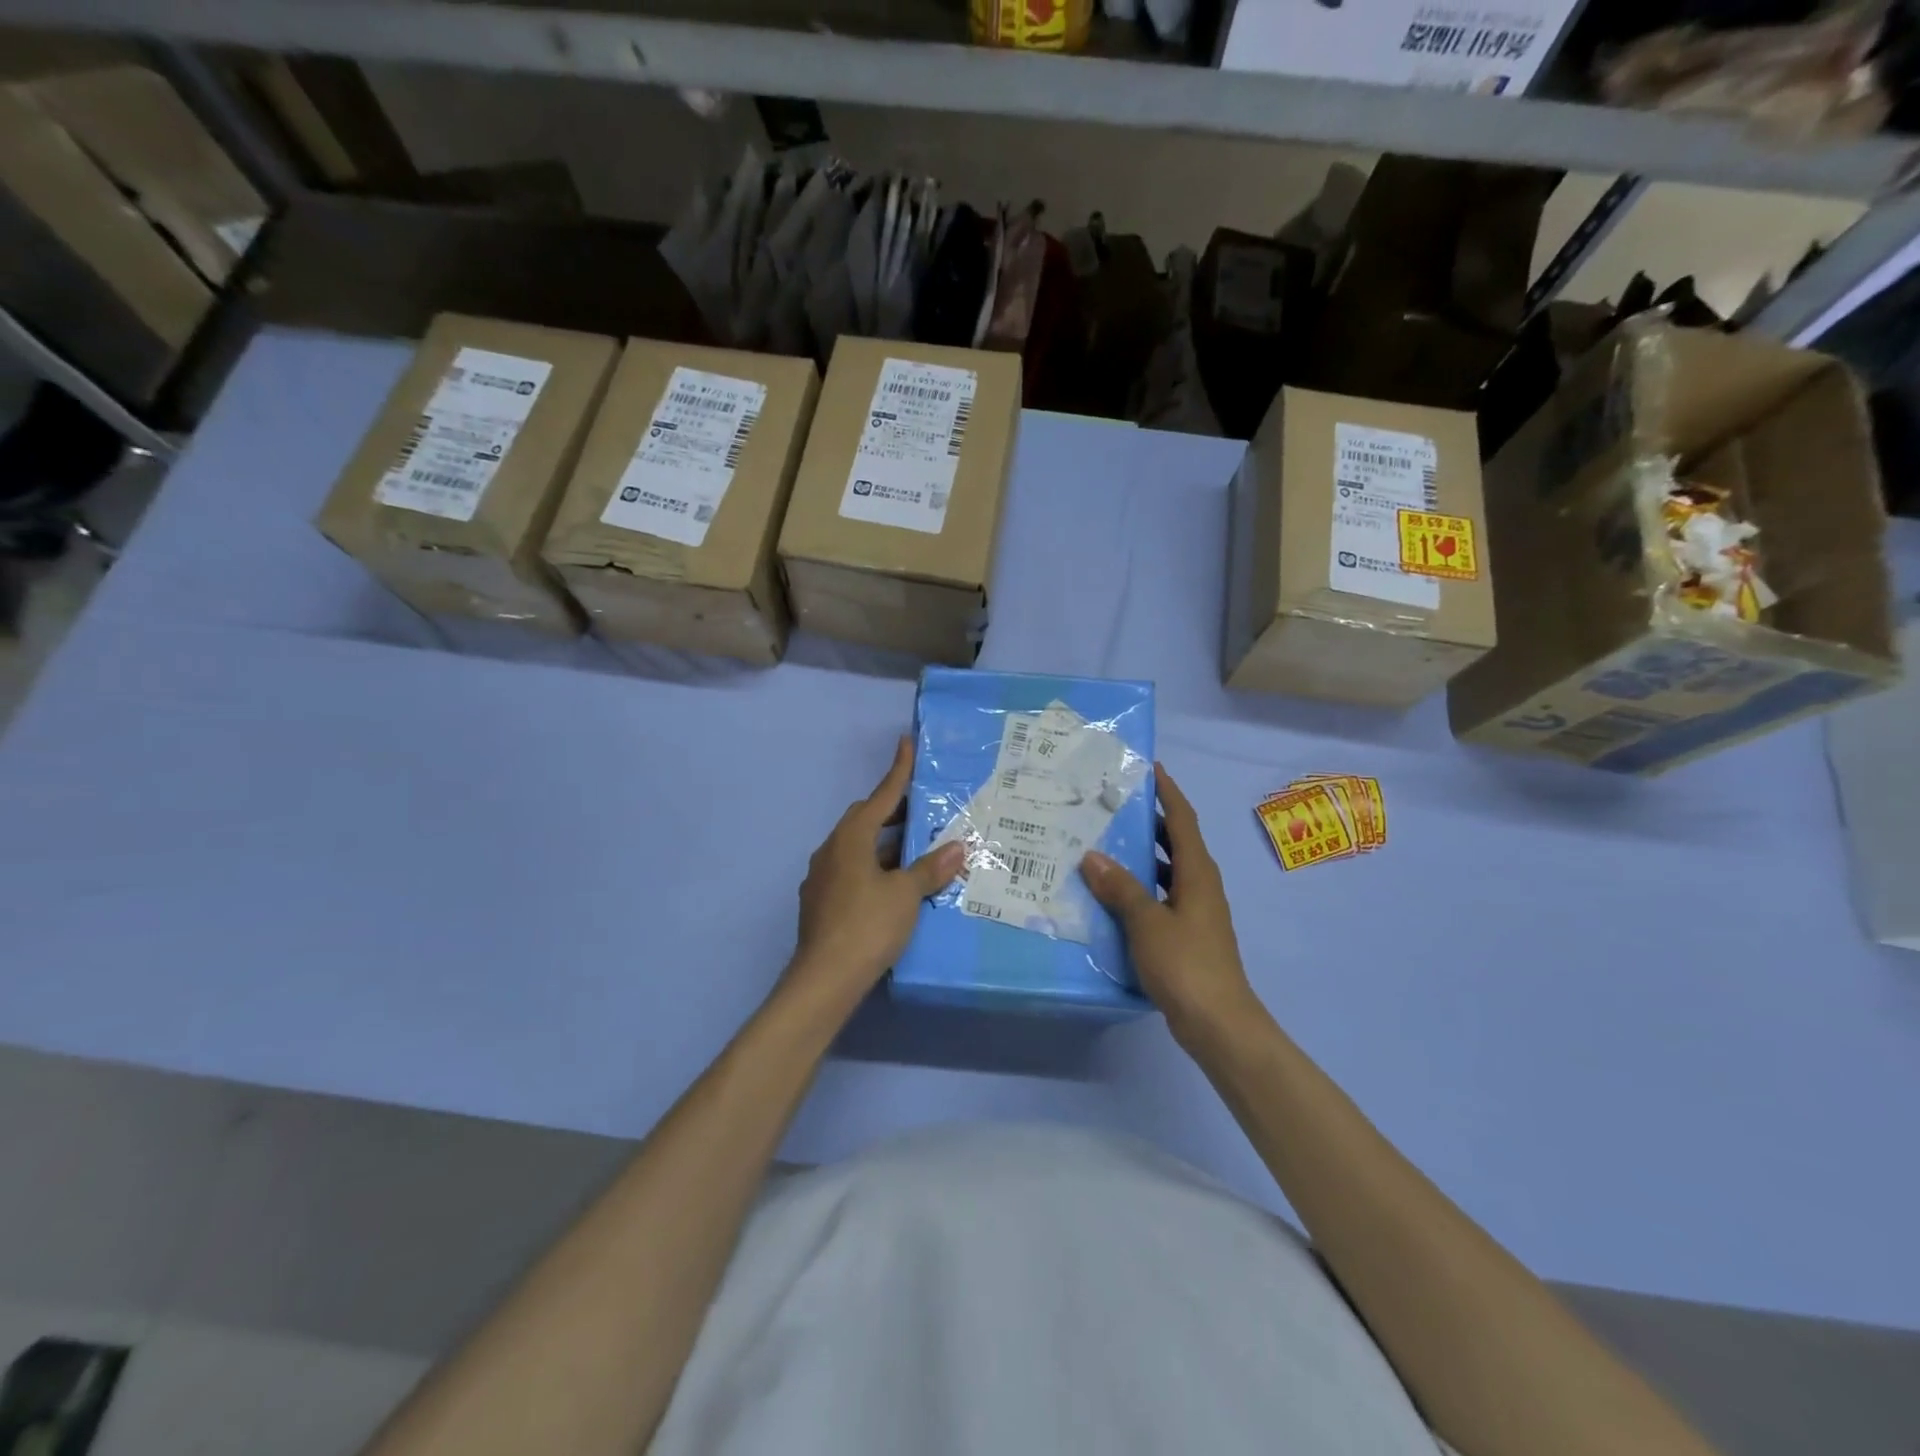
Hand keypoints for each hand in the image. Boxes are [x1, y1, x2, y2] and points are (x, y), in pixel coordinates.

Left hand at [785, 736, 963, 1016]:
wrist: (825, 979)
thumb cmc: (868, 925)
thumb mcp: (906, 895)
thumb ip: (930, 869)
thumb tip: (957, 847)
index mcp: (851, 838)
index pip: (880, 796)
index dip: (898, 771)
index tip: (907, 744)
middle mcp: (832, 849)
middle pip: (865, 820)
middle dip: (893, 811)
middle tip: (922, 809)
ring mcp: (822, 877)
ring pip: (858, 848)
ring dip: (885, 844)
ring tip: (916, 849)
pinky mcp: (822, 902)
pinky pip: (853, 871)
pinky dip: (875, 867)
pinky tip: (894, 885)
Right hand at [1081, 765, 1256, 1045]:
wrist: (1219, 1023)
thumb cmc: (1186, 964)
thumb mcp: (1147, 922)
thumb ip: (1121, 888)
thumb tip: (1092, 855)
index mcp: (1198, 873)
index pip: (1182, 821)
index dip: (1168, 793)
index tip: (1151, 769)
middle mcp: (1201, 886)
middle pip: (1176, 842)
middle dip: (1151, 821)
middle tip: (1115, 804)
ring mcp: (1196, 911)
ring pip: (1168, 871)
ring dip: (1144, 855)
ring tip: (1107, 843)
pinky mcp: (1188, 935)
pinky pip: (1162, 896)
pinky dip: (1142, 888)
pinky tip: (1115, 895)